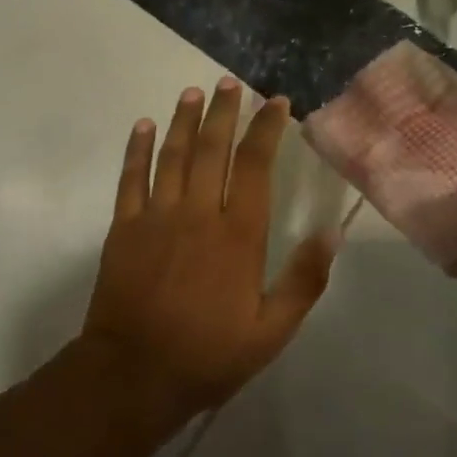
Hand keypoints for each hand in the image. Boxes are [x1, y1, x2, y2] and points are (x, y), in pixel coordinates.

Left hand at [81, 78, 340, 415]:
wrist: (133, 373)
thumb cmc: (208, 355)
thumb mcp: (271, 331)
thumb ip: (304, 280)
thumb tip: (333, 232)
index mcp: (238, 235)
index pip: (255, 166)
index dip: (266, 130)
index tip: (276, 102)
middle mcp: (198, 213)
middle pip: (213, 149)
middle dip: (224, 111)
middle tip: (230, 83)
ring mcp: (156, 216)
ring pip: (173, 155)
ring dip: (184, 120)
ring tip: (194, 92)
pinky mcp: (124, 228)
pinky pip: (131, 178)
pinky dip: (137, 149)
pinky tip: (143, 126)